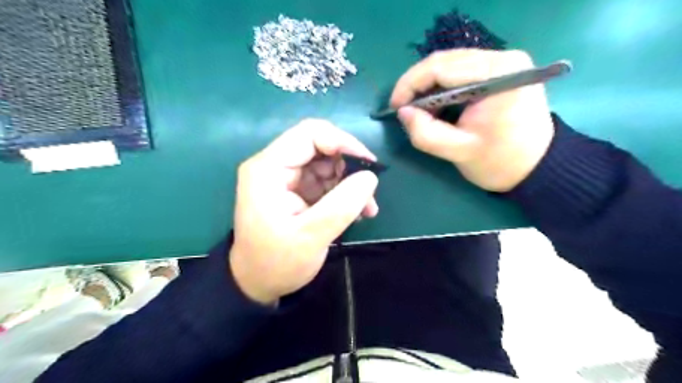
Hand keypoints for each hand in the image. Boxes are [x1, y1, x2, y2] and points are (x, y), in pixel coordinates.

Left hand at [228, 120, 377, 304]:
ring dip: (349, 183)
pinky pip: (324, 181)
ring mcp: (284, 178)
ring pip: (326, 164)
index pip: (309, 134)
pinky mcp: (294, 190)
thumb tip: (370, 176)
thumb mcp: (311, 236)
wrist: (257, 283)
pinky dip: (342, 193)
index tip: (369, 164)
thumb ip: (343, 205)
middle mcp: (274, 166)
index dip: (342, 142)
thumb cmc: (277, 262)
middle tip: (369, 193)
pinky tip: (356, 212)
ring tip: (366, 209)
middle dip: (348, 167)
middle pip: (319, 147)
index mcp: (268, 169)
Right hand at [392, 48, 555, 191]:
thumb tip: (402, 112)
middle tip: (404, 111)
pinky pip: (460, 73)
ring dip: (428, 88)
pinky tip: (437, 107)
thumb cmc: (501, 162)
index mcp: (498, 74)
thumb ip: (426, 133)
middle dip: (417, 86)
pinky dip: (441, 89)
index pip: (441, 67)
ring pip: (450, 66)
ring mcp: (502, 62)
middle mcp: (502, 58)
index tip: (394, 107)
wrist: (537, 167)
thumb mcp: (459, 152)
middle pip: (445, 62)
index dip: (410, 85)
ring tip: (420, 112)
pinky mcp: (499, 72)